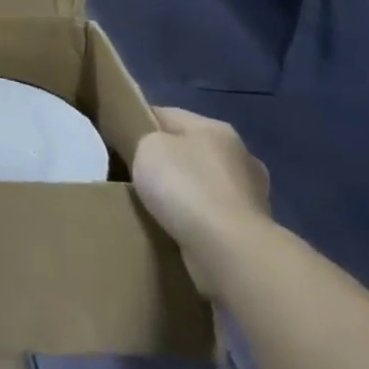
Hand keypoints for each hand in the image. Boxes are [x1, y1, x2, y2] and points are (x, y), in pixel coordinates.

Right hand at [130, 107, 271, 294]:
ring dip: (183, 196)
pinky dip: (195, 223)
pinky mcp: (250, 233)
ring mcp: (251, 198)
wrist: (229, 253)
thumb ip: (145, 140)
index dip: (140, 123)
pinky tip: (175, 231)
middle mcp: (240, 157)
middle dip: (166, 164)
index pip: (167, 115)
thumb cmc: (186, 188)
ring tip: (153, 209)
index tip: (117, 140)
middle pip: (188, 152)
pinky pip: (211, 219)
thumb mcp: (148, 147)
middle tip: (133, 177)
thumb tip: (151, 150)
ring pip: (201, 187)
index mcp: (216, 129)